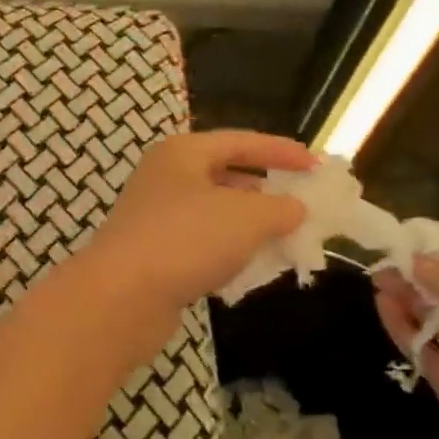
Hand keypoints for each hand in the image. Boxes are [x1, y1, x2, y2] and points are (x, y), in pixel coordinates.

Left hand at [77, 130, 313, 338]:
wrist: (121, 297)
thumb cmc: (186, 239)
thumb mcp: (247, 217)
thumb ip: (281, 208)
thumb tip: (295, 208)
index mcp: (182, 153)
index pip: (240, 141)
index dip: (281, 151)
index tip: (317, 166)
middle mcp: (164, 178)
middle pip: (224, 176)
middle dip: (265, 192)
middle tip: (302, 206)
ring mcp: (154, 218)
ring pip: (213, 214)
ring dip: (248, 226)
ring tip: (285, 240)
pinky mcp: (153, 254)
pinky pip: (200, 245)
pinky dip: (227, 252)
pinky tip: (250, 270)